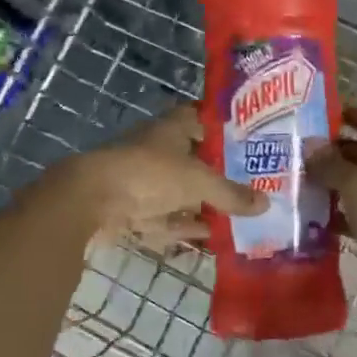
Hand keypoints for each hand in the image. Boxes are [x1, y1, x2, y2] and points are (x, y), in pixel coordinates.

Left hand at [58, 105, 264, 249]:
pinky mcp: (132, 210)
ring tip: (237, 215)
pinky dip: (185, 227)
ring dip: (203, 204)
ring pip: (180, 192)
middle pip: (193, 159)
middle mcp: (157, 150)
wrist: (90, 201)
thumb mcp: (199, 182)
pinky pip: (166, 219)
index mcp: (171, 129)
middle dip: (218, 172)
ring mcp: (142, 181)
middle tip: (251, 184)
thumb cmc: (149, 174)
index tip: (247, 139)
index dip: (221, 127)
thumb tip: (266, 204)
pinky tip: (210, 238)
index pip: (200, 118)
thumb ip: (232, 194)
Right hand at [307, 108, 356, 331]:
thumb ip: (331, 164)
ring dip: (330, 181)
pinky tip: (312, 216)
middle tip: (295, 154)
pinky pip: (355, 209)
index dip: (345, 113)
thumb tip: (309, 143)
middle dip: (329, 151)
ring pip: (354, 181)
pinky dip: (337, 210)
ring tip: (297, 183)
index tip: (315, 116)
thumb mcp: (355, 186)